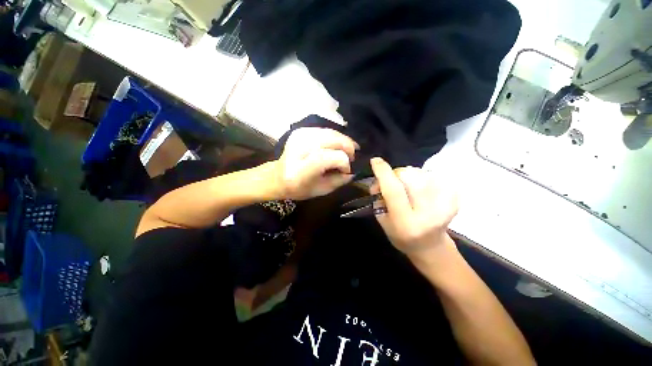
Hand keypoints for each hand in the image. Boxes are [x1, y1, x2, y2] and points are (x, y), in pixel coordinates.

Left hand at [276, 128, 357, 199]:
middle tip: (352, 156)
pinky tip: (338, 144)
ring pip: (330, 132)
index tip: (347, 169)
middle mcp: (298, 149)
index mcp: (300, 170)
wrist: (278, 176)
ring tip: (348, 150)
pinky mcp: (300, 131)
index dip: (343, 162)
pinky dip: (335, 136)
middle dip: (347, 147)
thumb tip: (353, 170)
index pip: (329, 158)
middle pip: (331, 140)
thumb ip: (340, 180)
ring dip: (343, 140)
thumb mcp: (321, 190)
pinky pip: (325, 130)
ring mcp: (298, 137)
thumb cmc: (299, 188)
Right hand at [370, 157, 458, 257]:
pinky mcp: (454, 198)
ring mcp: (445, 204)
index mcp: (406, 222)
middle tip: (391, 183)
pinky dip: (420, 177)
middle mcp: (427, 212)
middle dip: (395, 174)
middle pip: (408, 176)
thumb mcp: (382, 220)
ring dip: (407, 176)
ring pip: (419, 172)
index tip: (375, 161)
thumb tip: (380, 179)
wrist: (430, 246)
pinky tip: (419, 190)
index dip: (383, 173)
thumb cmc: (400, 235)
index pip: (394, 191)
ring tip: (406, 188)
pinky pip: (431, 175)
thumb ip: (379, 198)